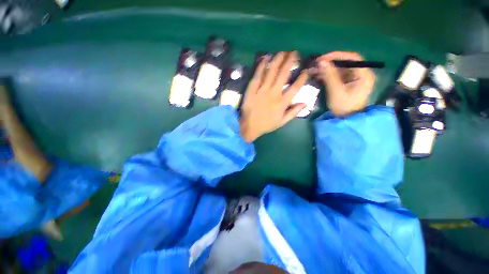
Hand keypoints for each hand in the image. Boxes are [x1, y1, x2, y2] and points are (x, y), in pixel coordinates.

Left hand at [239, 51, 307, 142]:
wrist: (249, 126)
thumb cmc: (266, 125)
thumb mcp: (282, 122)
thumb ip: (293, 112)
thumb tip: (305, 103)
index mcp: (282, 103)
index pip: (295, 88)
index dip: (302, 78)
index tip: (306, 70)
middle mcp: (273, 94)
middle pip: (283, 75)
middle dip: (290, 62)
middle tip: (294, 51)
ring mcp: (262, 91)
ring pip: (271, 72)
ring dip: (277, 60)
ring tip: (282, 51)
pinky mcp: (252, 90)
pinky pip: (257, 76)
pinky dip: (261, 66)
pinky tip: (265, 58)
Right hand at [316, 52, 374, 116]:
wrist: (346, 119)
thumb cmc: (344, 106)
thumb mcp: (336, 91)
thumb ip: (330, 76)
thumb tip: (321, 62)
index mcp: (364, 74)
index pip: (352, 58)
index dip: (337, 56)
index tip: (322, 59)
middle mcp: (361, 73)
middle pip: (345, 63)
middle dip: (330, 63)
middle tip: (316, 65)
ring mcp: (354, 78)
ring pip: (339, 68)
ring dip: (327, 69)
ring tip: (314, 71)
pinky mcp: (347, 82)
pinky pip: (337, 75)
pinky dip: (327, 75)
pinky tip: (318, 76)